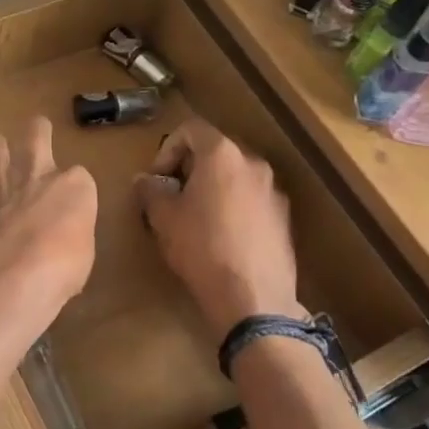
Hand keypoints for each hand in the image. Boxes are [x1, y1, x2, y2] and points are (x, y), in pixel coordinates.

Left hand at [0, 116, 96, 347]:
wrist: (4, 279)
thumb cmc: (58, 273)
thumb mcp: (81, 257)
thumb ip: (69, 234)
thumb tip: (58, 237)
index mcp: (73, 187)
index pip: (78, 176)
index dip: (71, 191)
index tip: (68, 208)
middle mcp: (36, 173)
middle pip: (37, 132)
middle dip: (37, 132)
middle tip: (34, 139)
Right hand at [134, 119, 298, 339]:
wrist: (253, 298)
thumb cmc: (202, 249)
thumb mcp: (163, 218)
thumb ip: (150, 190)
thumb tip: (144, 180)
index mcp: (222, 154)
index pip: (190, 129)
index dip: (166, 149)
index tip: (156, 179)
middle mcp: (253, 163)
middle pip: (215, 151)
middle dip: (188, 168)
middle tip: (170, 197)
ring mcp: (273, 190)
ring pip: (235, 176)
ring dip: (211, 188)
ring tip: (194, 219)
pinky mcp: (284, 218)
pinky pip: (251, 199)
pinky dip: (233, 206)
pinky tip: (221, 238)